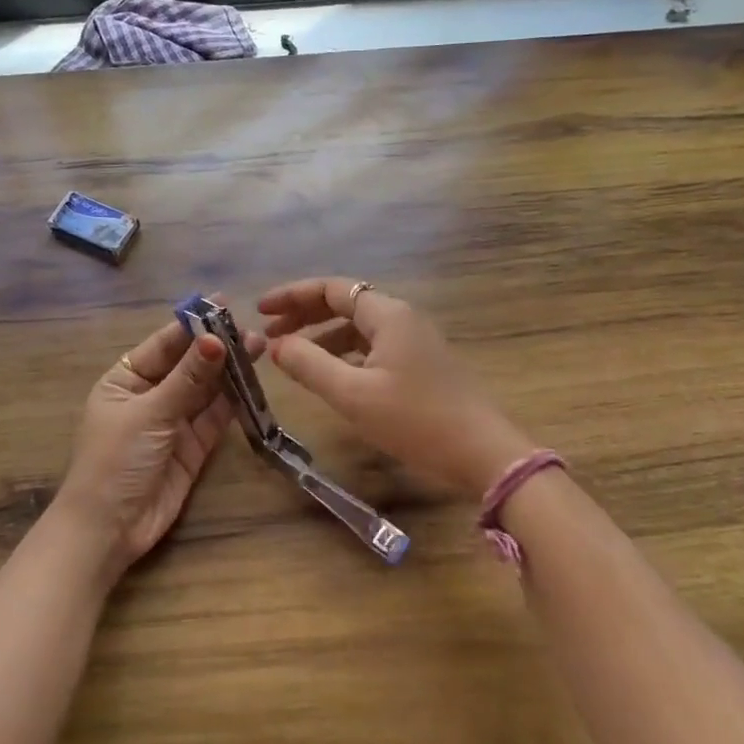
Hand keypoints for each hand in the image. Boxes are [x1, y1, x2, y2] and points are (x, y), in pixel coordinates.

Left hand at [51, 309, 261, 585]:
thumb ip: (187, 379)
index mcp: (124, 380)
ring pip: (205, 390)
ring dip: (229, 371)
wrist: (108, 529)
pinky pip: (214, 417)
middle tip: (252, 329)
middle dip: (217, 348)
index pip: (163, 344)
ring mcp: (172, 422)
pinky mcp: (192, 447)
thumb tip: (215, 339)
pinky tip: (252, 382)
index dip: (193, 325)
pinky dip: (232, 401)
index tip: (224, 303)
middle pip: (188, 365)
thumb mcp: (149, 413)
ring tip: (259, 347)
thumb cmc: (115, 461)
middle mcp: (149, 396)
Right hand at [258, 278, 534, 498]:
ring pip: (359, 328)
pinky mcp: (422, 365)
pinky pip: (373, 347)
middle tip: (270, 332)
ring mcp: (416, 341)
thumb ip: (309, 365)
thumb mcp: (353, 395)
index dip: (292, 296)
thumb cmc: (415, 420)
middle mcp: (403, 318)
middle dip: (305, 314)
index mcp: (387, 314)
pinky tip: (331, 375)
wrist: (483, 454)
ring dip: (323, 336)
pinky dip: (345, 354)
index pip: (331, 289)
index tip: (260, 310)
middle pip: (345, 303)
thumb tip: (277, 345)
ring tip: (293, 356)